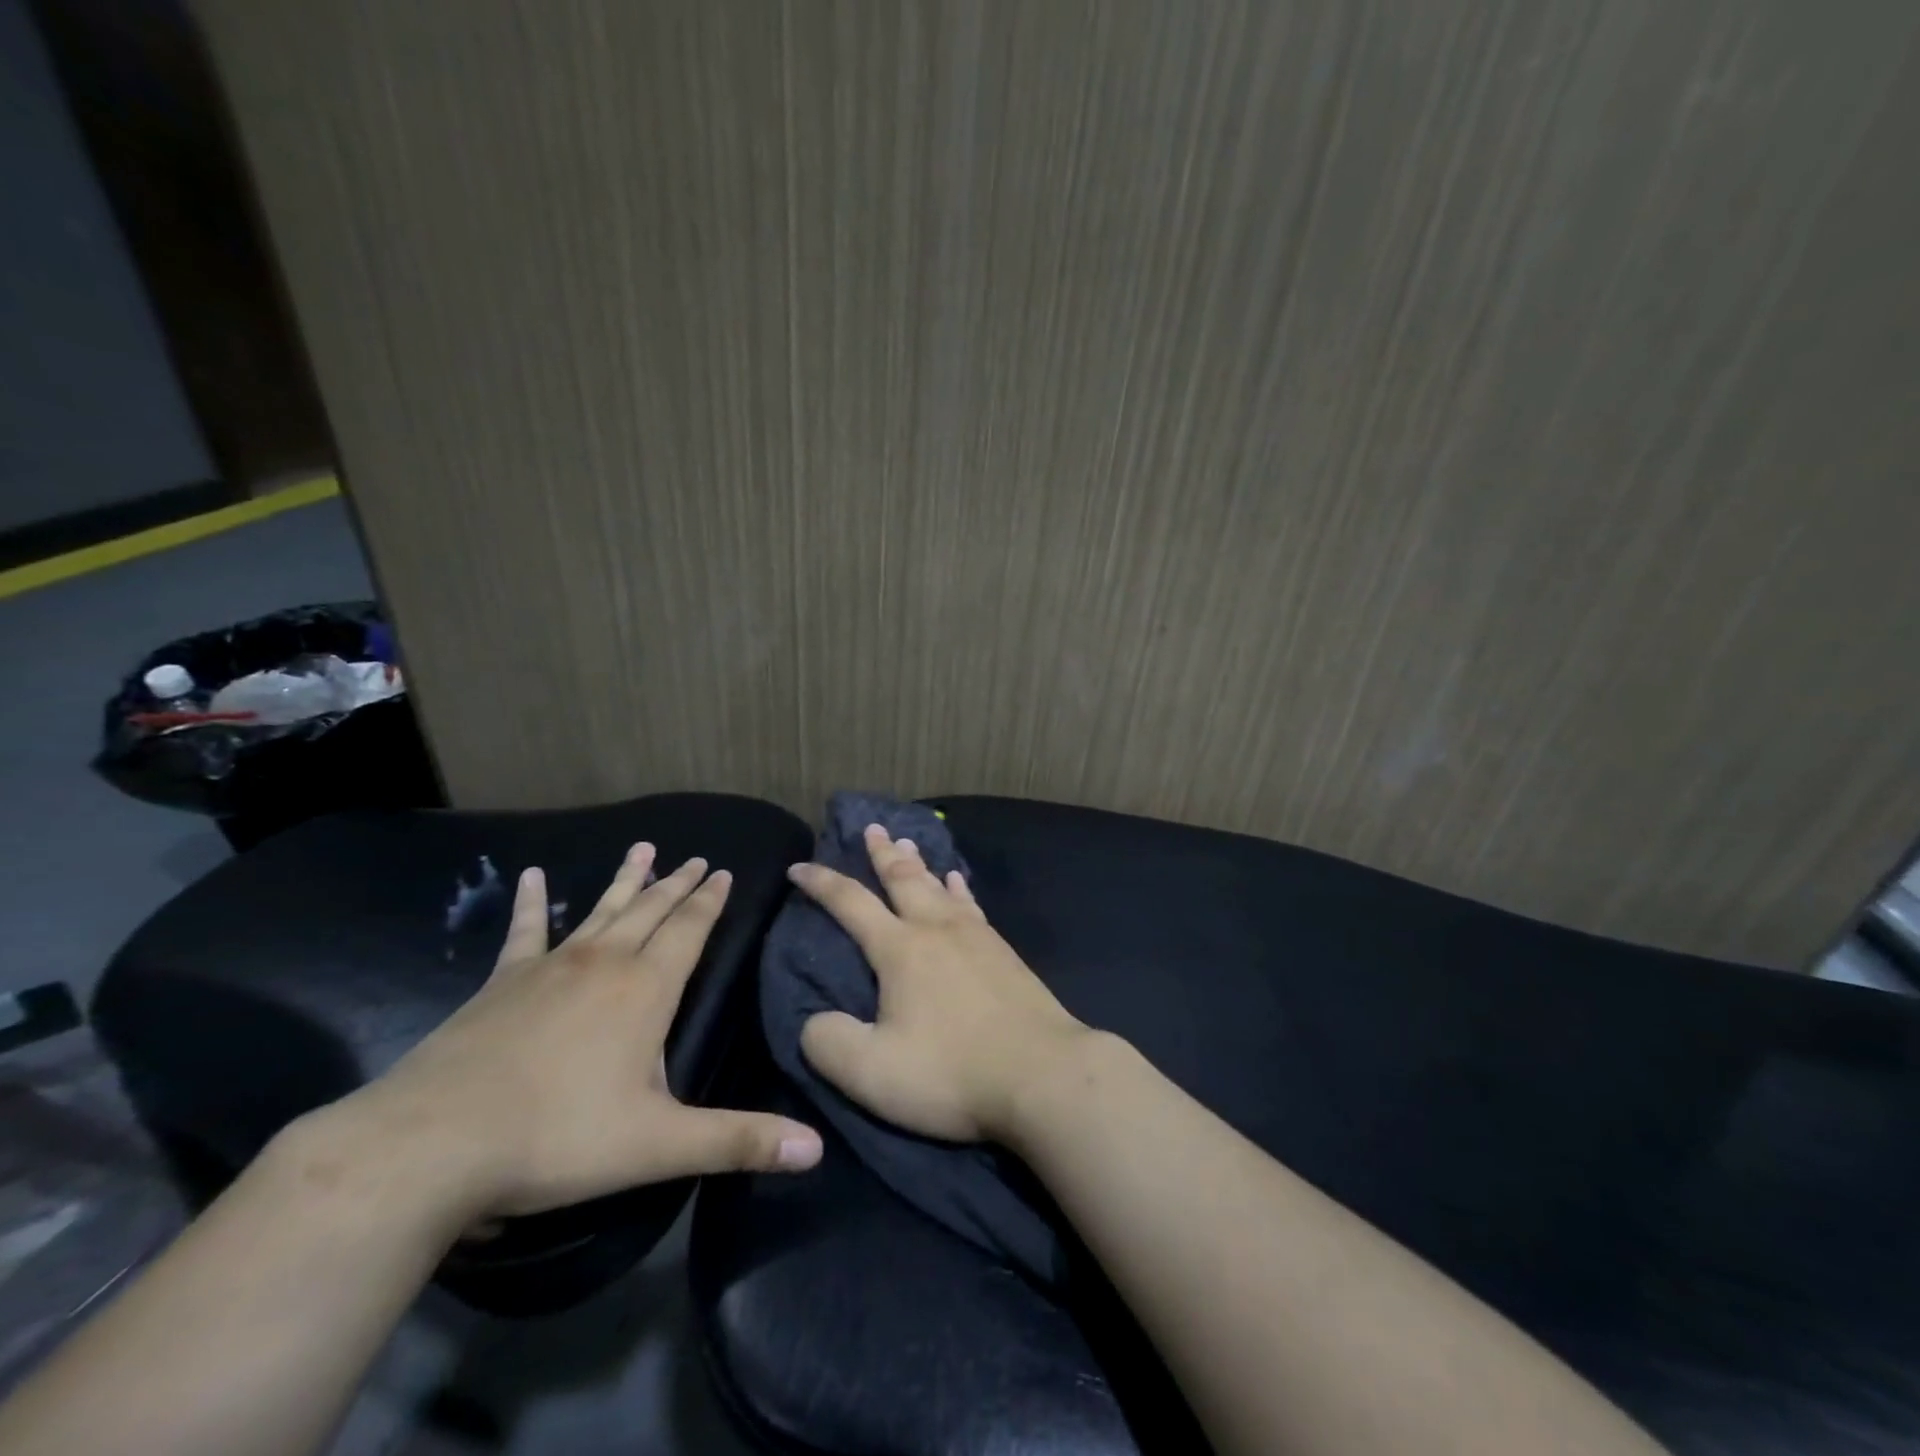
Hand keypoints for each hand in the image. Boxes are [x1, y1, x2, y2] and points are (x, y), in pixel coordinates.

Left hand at [313, 845, 822, 1223]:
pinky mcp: (502, 982)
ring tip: (644, 848)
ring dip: (626, 881)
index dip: (710, 901)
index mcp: (646, 990)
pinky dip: (534, 903)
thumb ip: (739, 1141)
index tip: (723, 871)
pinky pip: (526, 931)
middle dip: (678, 885)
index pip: (690, 930)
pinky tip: (534, 877)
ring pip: (602, 911)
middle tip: (697, 858)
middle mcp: (605, 963)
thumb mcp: (660, 1145)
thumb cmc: (557, 1138)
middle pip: (651, 911)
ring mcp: (550, 967)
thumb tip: (816, 1149)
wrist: (432, 1144)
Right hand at [790, 825, 1091, 1142]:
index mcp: (900, 950)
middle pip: (903, 878)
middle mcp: (936, 929)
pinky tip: (958, 882)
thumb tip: (814, 1022)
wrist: (1042, 1074)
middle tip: (871, 827)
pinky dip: (959, 888)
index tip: (799, 866)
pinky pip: (972, 905)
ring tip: (907, 842)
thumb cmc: (951, 1071)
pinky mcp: (1004, 953)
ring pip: (939, 886)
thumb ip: (829, 1043)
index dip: (821, 882)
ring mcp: (976, 937)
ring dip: (918, 863)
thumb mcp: (872, 1072)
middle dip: (881, 852)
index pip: (850, 903)